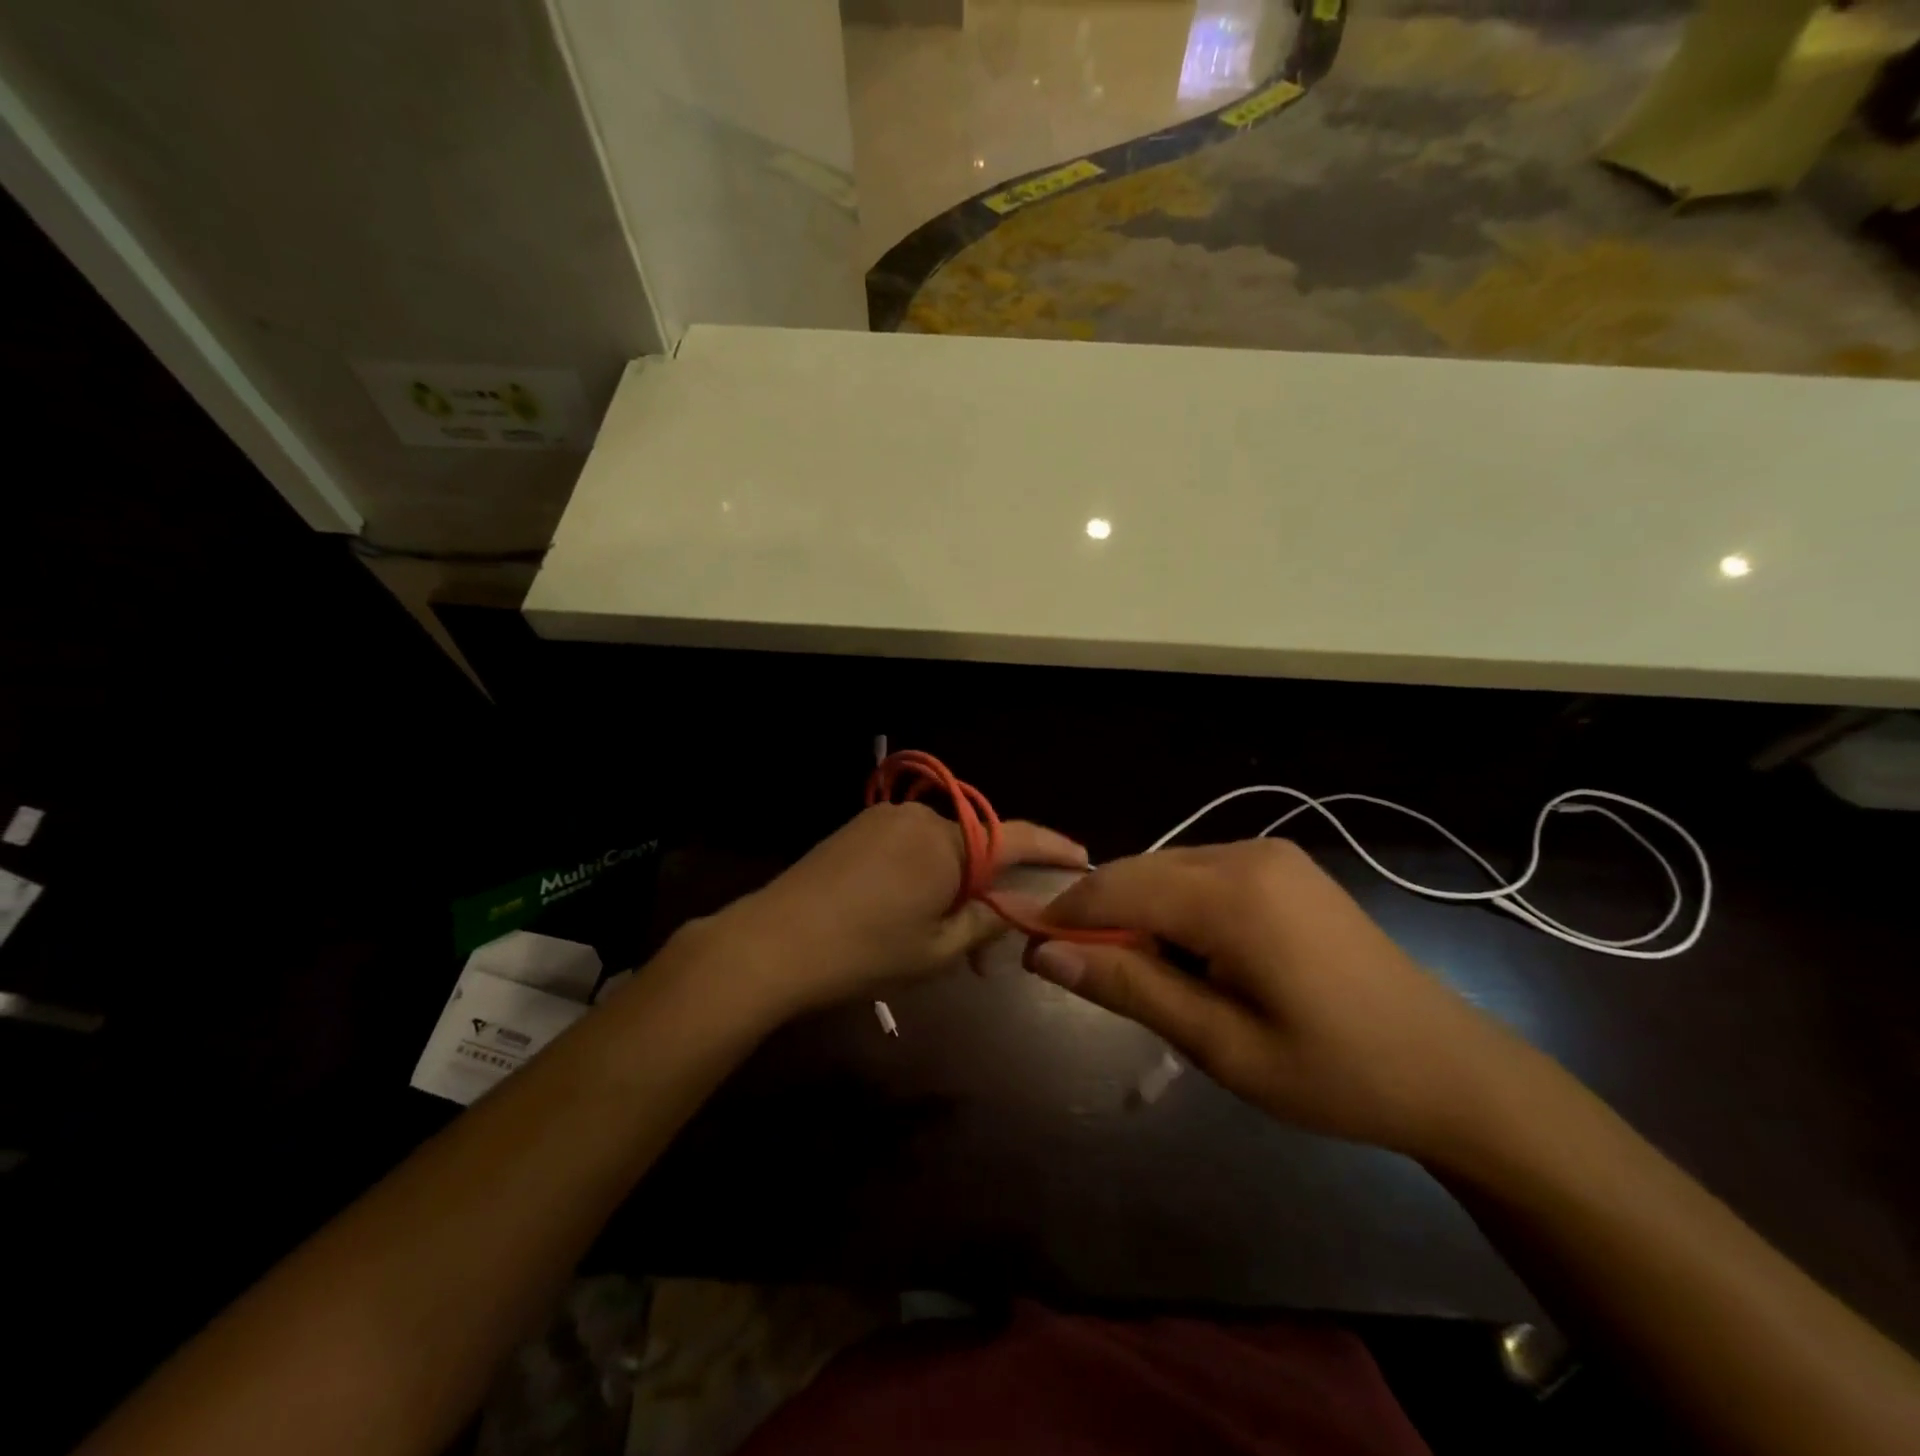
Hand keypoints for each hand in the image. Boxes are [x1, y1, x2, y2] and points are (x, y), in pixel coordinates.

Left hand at [698, 802, 1088, 1021]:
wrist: (772, 944)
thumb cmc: (865, 953)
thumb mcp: (939, 950)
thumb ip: (990, 921)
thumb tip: (1027, 904)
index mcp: (946, 843)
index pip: (1016, 838)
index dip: (1053, 850)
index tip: (1083, 860)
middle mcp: (919, 817)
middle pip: (977, 847)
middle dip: (991, 889)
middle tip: (989, 947)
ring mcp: (884, 819)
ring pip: (942, 849)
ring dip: (954, 886)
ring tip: (943, 940)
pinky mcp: (858, 829)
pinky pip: (910, 847)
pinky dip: (924, 876)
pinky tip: (908, 913)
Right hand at [1031, 839, 1525, 1160]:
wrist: (1450, 1069)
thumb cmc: (1334, 1073)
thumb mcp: (1221, 1045)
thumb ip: (1130, 987)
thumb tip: (1044, 953)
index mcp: (1232, 895)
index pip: (1116, 885)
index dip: (1064, 914)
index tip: (1029, 950)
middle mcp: (1245, 852)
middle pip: (1138, 869)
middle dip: (1100, 914)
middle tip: (1083, 973)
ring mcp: (1268, 852)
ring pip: (1166, 868)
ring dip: (1137, 911)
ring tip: (1145, 974)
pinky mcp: (1282, 864)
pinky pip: (1200, 872)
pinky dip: (1174, 905)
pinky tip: (1191, 953)